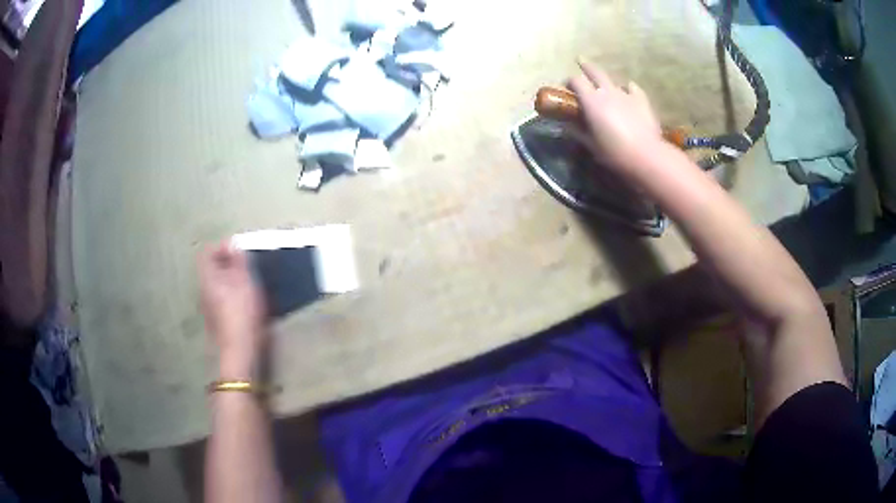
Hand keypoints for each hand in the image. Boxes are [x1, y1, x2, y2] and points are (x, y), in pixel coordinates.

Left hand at [198, 240, 267, 377]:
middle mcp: (204, 290)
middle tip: (248, 268)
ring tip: (251, 285)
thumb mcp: (245, 282)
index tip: (240, 252)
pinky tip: (248, 304)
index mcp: (208, 278)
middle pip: (213, 269)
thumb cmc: (243, 314)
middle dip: (230, 264)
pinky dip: (234, 295)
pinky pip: (223, 299)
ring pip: (218, 285)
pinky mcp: (217, 321)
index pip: (207, 252)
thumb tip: (233, 244)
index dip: (223, 247)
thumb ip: (239, 260)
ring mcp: (209, 308)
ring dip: (233, 280)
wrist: (240, 353)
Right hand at [569, 61, 663, 176]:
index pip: (576, 81)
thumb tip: (567, 126)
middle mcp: (607, 92)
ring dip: (607, 83)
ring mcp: (626, 94)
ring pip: (614, 81)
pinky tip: (628, 92)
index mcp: (591, 100)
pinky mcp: (642, 101)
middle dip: (585, 65)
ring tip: (607, 88)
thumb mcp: (591, 145)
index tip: (566, 87)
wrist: (646, 156)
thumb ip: (578, 132)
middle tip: (580, 61)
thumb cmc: (614, 152)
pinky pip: (633, 88)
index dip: (569, 82)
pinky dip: (628, 89)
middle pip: (594, 71)